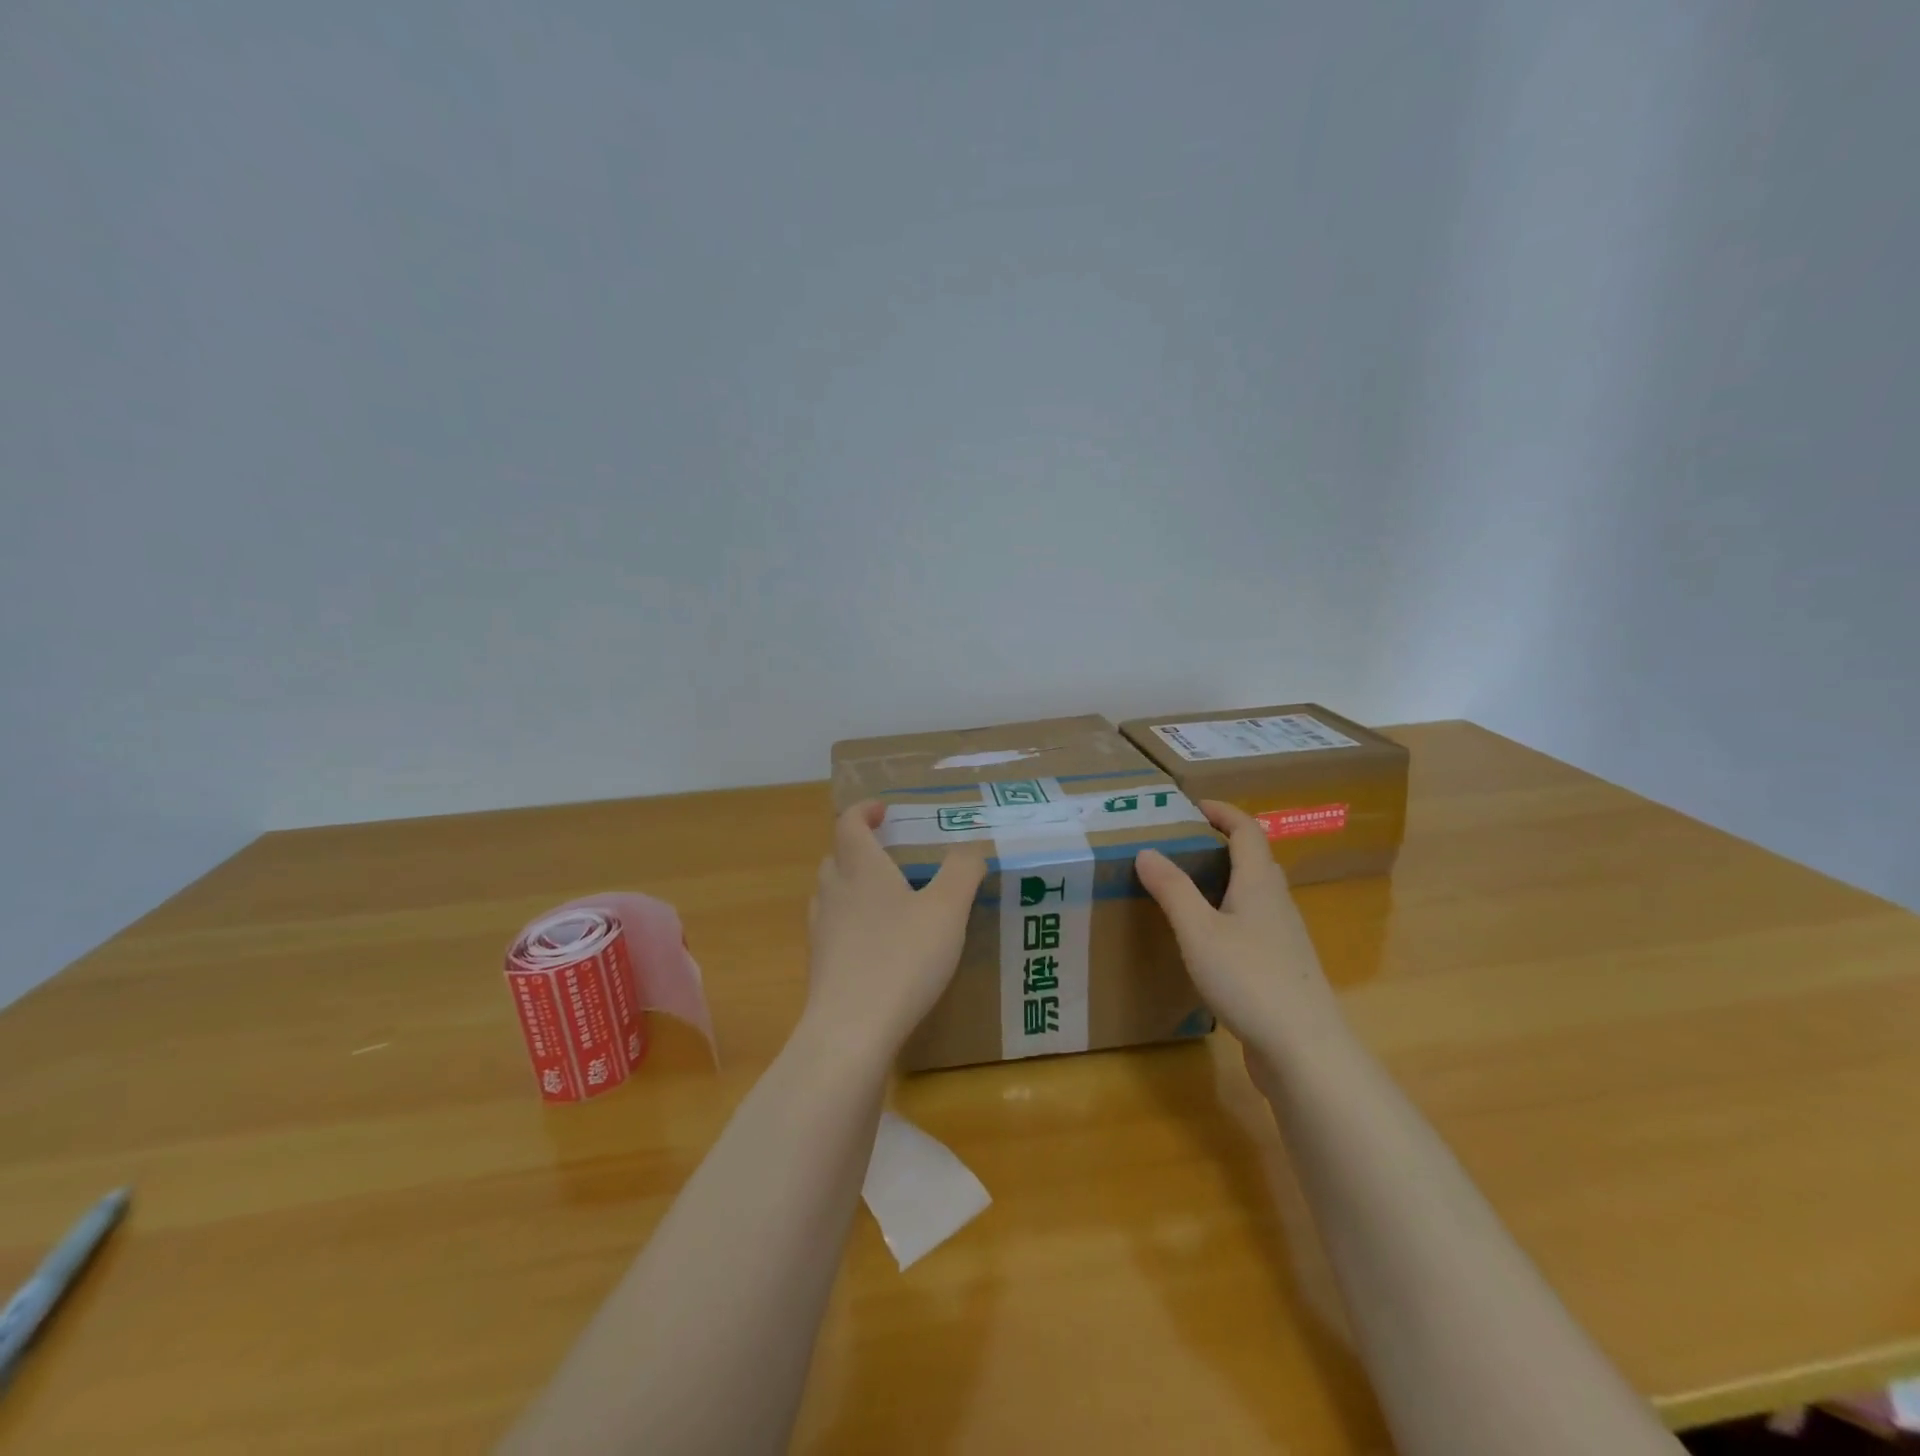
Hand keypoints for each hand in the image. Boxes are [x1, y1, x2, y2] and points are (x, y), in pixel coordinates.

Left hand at [804, 802, 987, 1060]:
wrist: (852, 1030)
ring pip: (832, 893)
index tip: (884, 810)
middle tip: (893, 854)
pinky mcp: (821, 965)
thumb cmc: (902, 958)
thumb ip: (962, 872)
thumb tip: (970, 848)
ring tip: (888, 899)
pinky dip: (852, 923)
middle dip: (861, 848)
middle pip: (838, 857)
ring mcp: (821, 930)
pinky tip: (879, 945)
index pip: (849, 823)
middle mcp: (833, 892)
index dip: (864, 811)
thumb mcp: (947, 910)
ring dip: (854, 885)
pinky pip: (834, 928)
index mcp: (860, 868)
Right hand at [1135, 800, 1349, 1087]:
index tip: (1193, 806)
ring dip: (1224, 881)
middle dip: (1221, 845)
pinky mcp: (1282, 969)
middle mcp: (1278, 903)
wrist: (1304, 1050)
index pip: (1247, 831)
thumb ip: (1172, 889)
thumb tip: (1147, 851)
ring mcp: (1284, 938)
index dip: (1223, 812)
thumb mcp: (1198, 931)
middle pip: (1255, 860)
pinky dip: (1227, 915)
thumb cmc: (1249, 979)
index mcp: (1261, 884)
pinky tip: (1205, 941)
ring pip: (1254, 895)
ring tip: (1185, 889)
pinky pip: (1252, 925)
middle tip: (1181, 846)